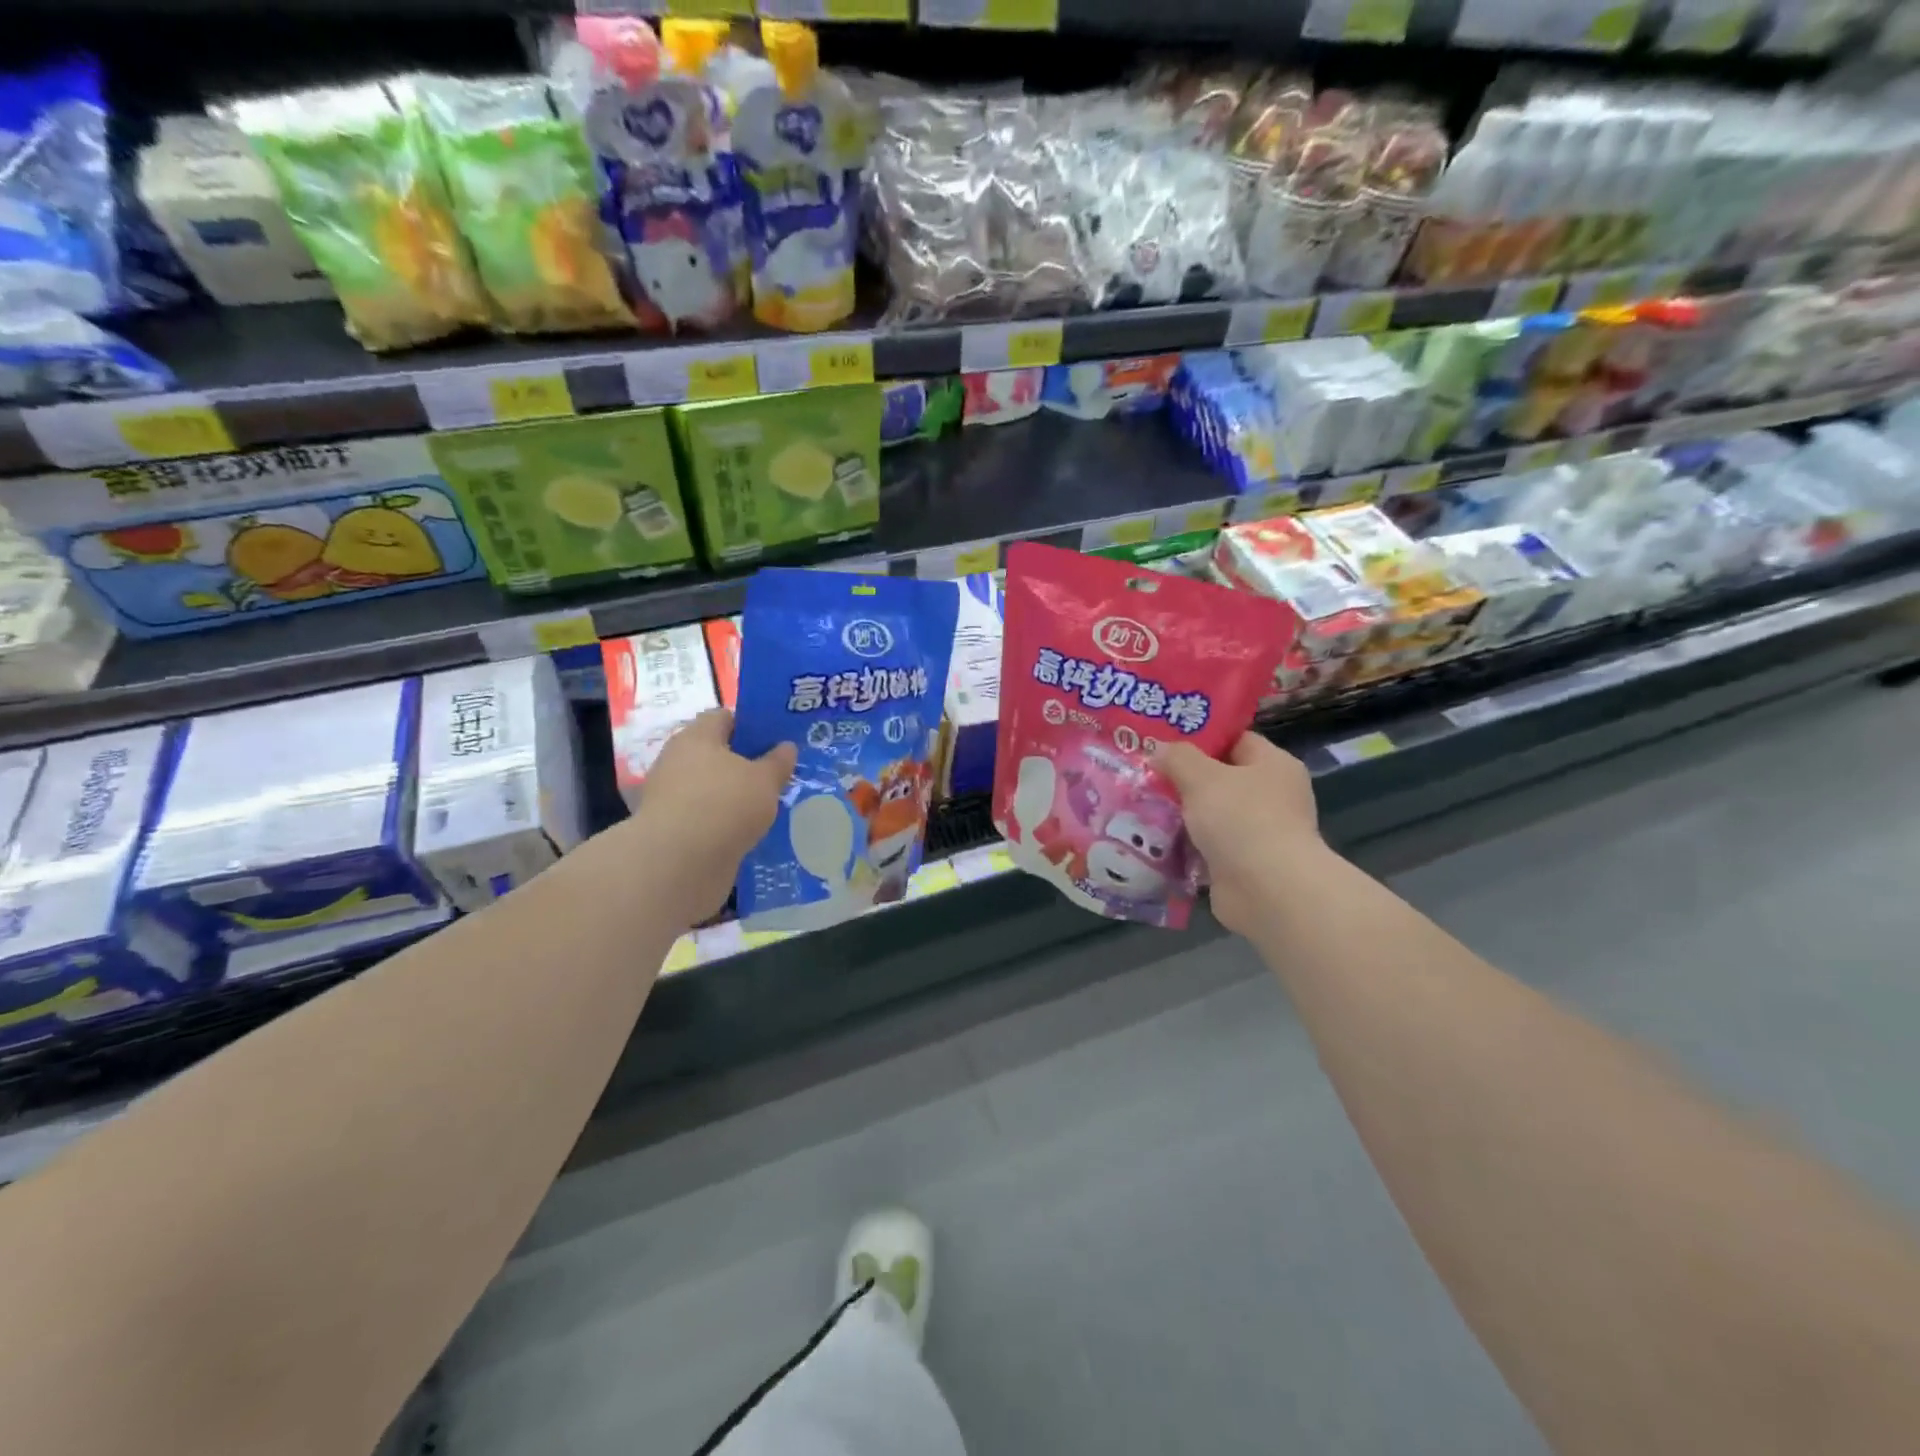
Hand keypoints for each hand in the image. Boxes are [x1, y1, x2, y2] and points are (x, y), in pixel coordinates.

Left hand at [628, 710, 796, 921]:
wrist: (679, 864)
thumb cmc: (724, 804)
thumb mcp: (764, 780)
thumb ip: (778, 762)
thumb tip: (786, 747)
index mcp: (697, 737)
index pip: (725, 717)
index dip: (752, 725)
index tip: (778, 740)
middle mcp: (679, 761)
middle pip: (718, 754)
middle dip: (747, 764)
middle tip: (780, 775)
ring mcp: (673, 797)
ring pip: (714, 789)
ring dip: (738, 797)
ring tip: (771, 807)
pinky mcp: (674, 830)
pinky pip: (708, 818)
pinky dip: (727, 823)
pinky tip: (752, 833)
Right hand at [1155, 734, 1321, 937]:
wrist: (1267, 891)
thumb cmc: (1241, 819)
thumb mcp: (1202, 776)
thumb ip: (1178, 757)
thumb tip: (1160, 750)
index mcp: (1274, 765)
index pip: (1235, 740)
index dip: (1200, 738)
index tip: (1163, 740)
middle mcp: (1272, 797)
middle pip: (1220, 778)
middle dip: (1183, 779)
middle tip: (1144, 773)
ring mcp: (1259, 833)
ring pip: (1211, 815)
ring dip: (1181, 814)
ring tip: (1140, 805)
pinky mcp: (1243, 865)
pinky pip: (1207, 847)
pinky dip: (1185, 845)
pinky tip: (1153, 840)